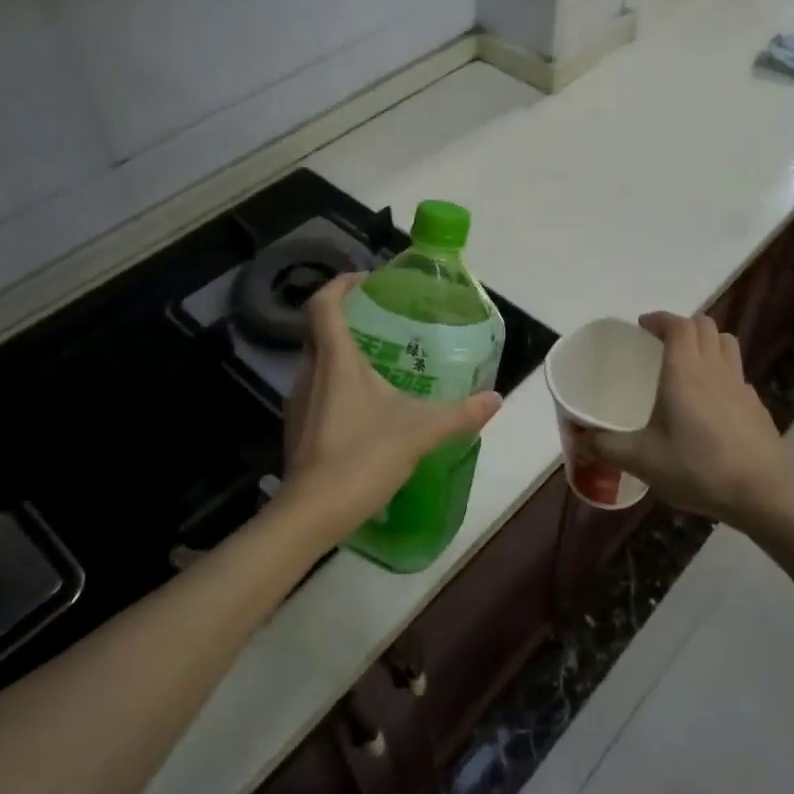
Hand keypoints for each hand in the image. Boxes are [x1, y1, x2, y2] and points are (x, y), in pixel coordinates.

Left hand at [282, 274, 502, 545]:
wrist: (313, 512)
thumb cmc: (363, 457)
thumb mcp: (421, 431)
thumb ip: (460, 414)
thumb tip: (495, 398)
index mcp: (335, 360)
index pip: (324, 303)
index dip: (342, 284)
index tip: (367, 281)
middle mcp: (310, 372)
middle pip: (319, 329)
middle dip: (347, 317)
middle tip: (383, 320)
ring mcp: (299, 402)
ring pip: (316, 361)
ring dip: (342, 352)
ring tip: (380, 360)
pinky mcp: (297, 427)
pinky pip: (316, 389)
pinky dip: (337, 383)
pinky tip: (365, 406)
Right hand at [586, 311, 790, 530]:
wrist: (763, 494)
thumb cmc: (698, 468)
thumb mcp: (641, 460)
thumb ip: (605, 446)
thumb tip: (577, 439)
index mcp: (684, 371)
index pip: (678, 324)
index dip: (660, 319)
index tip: (642, 327)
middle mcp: (714, 369)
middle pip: (705, 326)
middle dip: (682, 326)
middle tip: (660, 343)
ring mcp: (740, 385)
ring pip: (726, 343)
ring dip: (706, 341)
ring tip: (688, 361)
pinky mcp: (756, 406)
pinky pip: (737, 372)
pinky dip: (722, 370)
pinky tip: (710, 400)